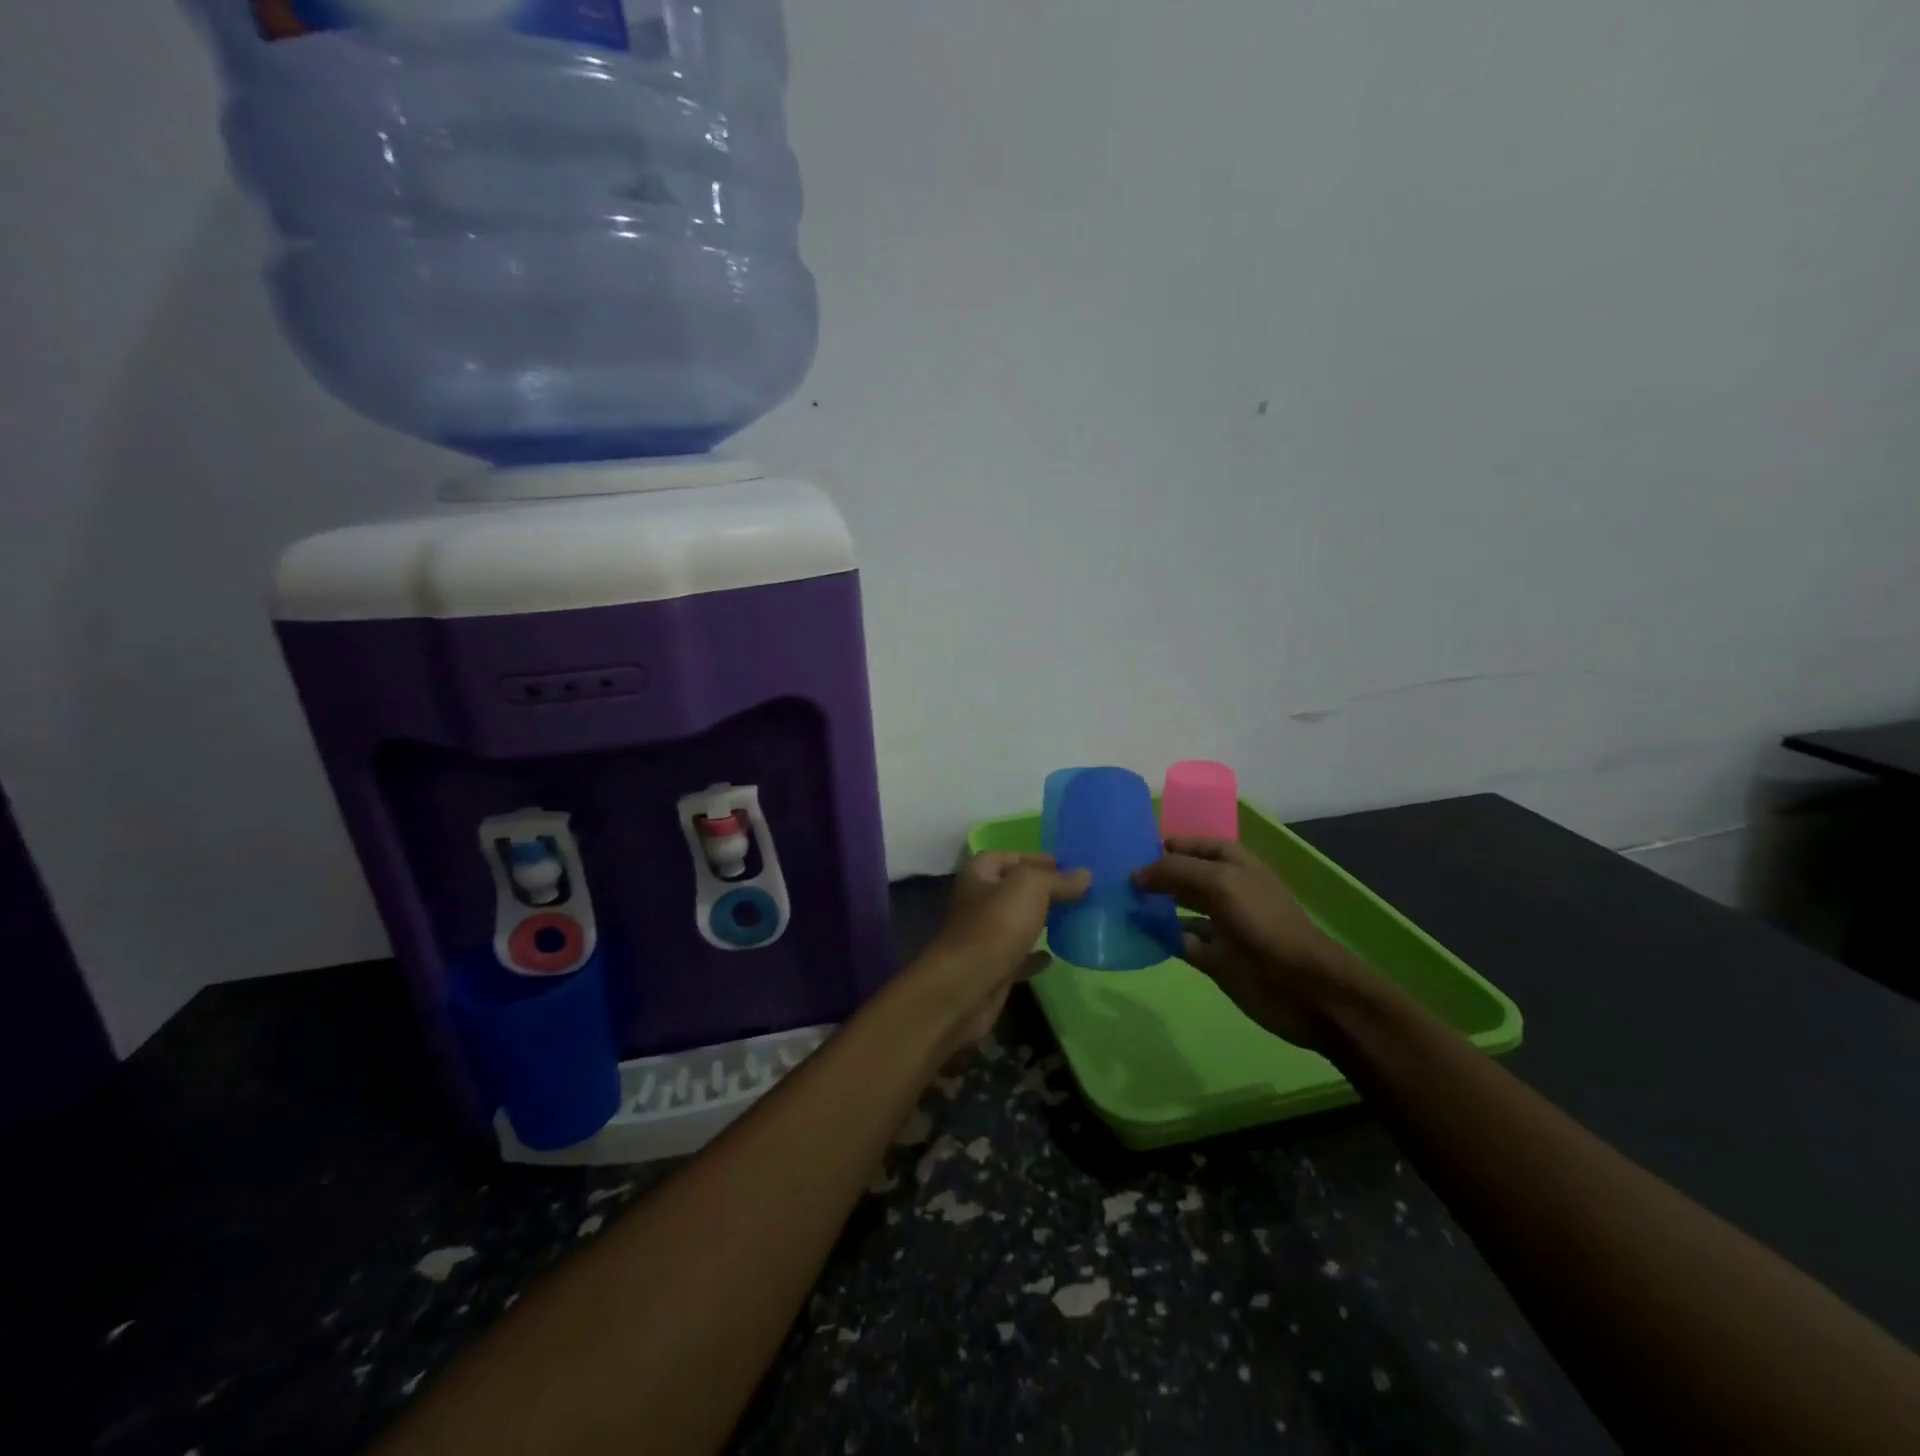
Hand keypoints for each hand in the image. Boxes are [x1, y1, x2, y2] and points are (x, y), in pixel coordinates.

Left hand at [910, 852, 1089, 1051]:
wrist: (966, 987)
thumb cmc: (995, 926)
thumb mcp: (1030, 888)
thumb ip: (1057, 879)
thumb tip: (1084, 874)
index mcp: (979, 875)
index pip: (1008, 856)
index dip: (1035, 858)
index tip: (1066, 865)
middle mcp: (978, 902)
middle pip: (1013, 890)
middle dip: (1042, 890)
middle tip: (1077, 892)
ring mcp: (983, 937)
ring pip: (1016, 923)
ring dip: (1039, 921)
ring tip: (1072, 919)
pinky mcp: (992, 968)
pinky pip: (1018, 956)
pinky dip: (1034, 955)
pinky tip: (1054, 956)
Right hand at [1135, 838, 1365, 1050]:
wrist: (1303, 987)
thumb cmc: (1264, 922)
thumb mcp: (1219, 883)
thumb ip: (1175, 871)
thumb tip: (1136, 874)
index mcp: (1233, 864)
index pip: (1193, 845)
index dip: (1165, 844)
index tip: (1128, 848)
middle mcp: (1224, 890)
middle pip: (1181, 876)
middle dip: (1152, 875)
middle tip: (1111, 877)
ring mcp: (1219, 925)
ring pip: (1176, 909)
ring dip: (1150, 907)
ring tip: (1115, 903)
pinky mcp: (1212, 958)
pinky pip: (1178, 942)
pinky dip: (1157, 938)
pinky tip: (1132, 933)